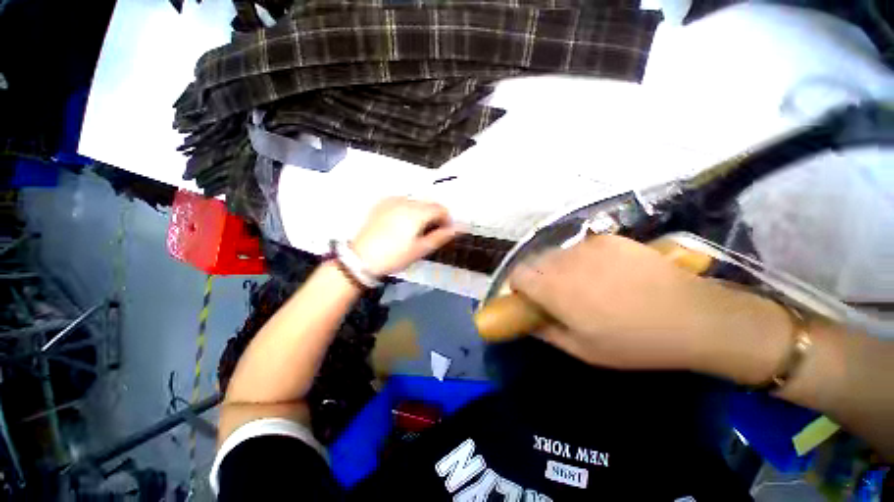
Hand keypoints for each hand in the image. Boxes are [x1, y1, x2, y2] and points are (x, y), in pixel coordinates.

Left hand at [351, 197, 458, 276]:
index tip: (444, 232)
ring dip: (421, 212)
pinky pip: (401, 201)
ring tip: (414, 229)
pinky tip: (400, 223)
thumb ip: (441, 236)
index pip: (441, 209)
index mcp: (418, 212)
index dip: (446, 220)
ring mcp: (392, 200)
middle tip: (429, 232)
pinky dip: (407, 209)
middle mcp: (406, 201)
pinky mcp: (381, 203)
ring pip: (415, 202)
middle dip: (434, 215)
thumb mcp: (421, 249)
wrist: (361, 258)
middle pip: (428, 203)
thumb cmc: (395, 256)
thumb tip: (459, 228)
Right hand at [509, 234, 790, 374]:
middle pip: (534, 261)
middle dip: (538, 277)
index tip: (530, 298)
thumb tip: (530, 322)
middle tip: (557, 294)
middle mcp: (564, 261)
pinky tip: (606, 272)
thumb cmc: (633, 341)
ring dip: (559, 267)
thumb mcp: (583, 350)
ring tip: (584, 283)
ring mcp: (587, 246)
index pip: (517, 274)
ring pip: (557, 253)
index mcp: (553, 288)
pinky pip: (581, 247)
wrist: (692, 316)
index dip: (518, 286)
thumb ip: (547, 333)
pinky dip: (582, 258)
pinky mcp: (608, 239)